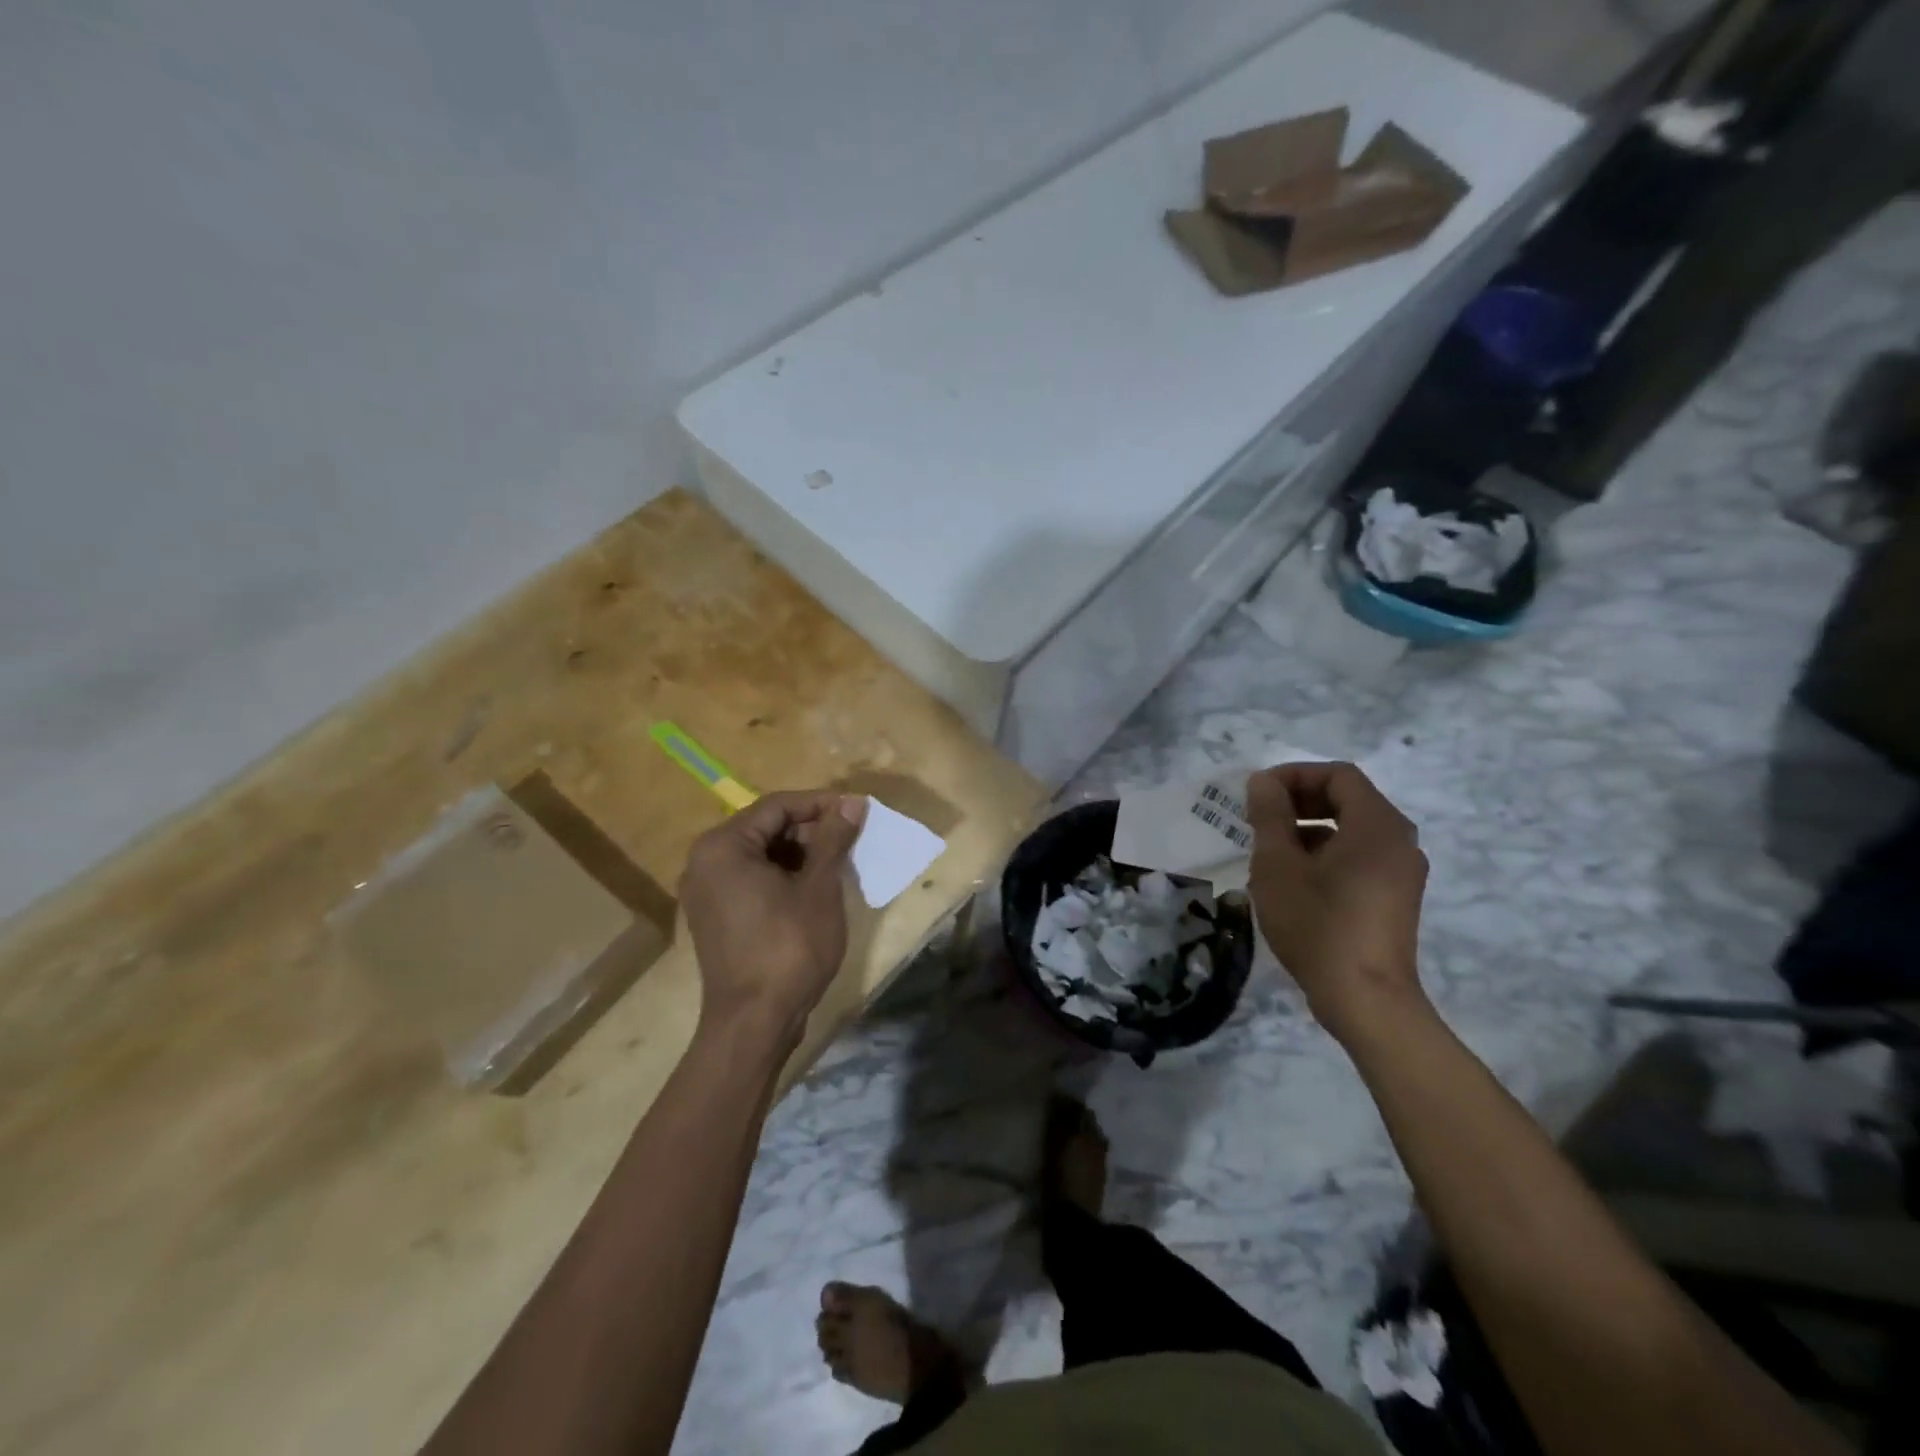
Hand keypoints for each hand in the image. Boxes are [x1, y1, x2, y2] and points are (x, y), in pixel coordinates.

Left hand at [679, 791, 867, 1048]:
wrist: (754, 1022)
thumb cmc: (789, 947)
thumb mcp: (819, 887)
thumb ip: (833, 838)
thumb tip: (853, 803)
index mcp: (723, 846)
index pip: (777, 806)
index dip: (821, 803)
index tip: (858, 810)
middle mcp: (705, 862)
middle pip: (765, 828)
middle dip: (810, 829)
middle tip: (851, 838)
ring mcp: (706, 892)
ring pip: (760, 854)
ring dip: (800, 853)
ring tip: (839, 862)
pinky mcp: (715, 916)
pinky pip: (751, 879)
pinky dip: (783, 876)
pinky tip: (815, 888)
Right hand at [1245, 762, 1429, 1044]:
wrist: (1365, 1000)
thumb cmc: (1318, 924)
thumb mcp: (1278, 865)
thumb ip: (1270, 815)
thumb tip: (1263, 782)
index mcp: (1377, 825)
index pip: (1338, 775)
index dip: (1294, 775)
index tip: (1257, 794)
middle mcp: (1399, 841)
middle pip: (1348, 799)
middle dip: (1299, 800)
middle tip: (1258, 818)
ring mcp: (1401, 872)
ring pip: (1352, 829)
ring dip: (1309, 827)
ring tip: (1269, 850)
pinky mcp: (1395, 897)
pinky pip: (1359, 856)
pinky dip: (1326, 853)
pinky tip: (1293, 879)